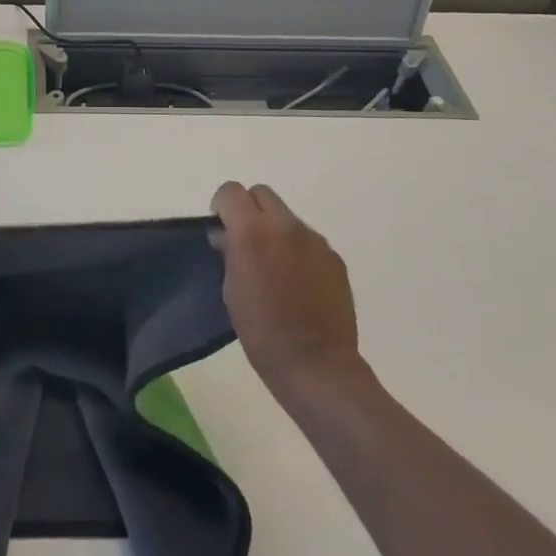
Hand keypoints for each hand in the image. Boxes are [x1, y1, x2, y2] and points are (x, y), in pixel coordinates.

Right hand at [211, 182, 365, 404]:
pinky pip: (308, 241)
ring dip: (275, 230)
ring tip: (273, 267)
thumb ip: (228, 252)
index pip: (231, 191)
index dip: (222, 206)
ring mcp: (315, 241)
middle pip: (262, 194)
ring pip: (287, 217)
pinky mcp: (334, 258)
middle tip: (245, 242)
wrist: (315, 364)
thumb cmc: (261, 330)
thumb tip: (226, 236)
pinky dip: (297, 251)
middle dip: (249, 210)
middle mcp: (286, 226)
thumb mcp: (231, 289)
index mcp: (252, 231)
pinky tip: (297, 283)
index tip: (221, 230)